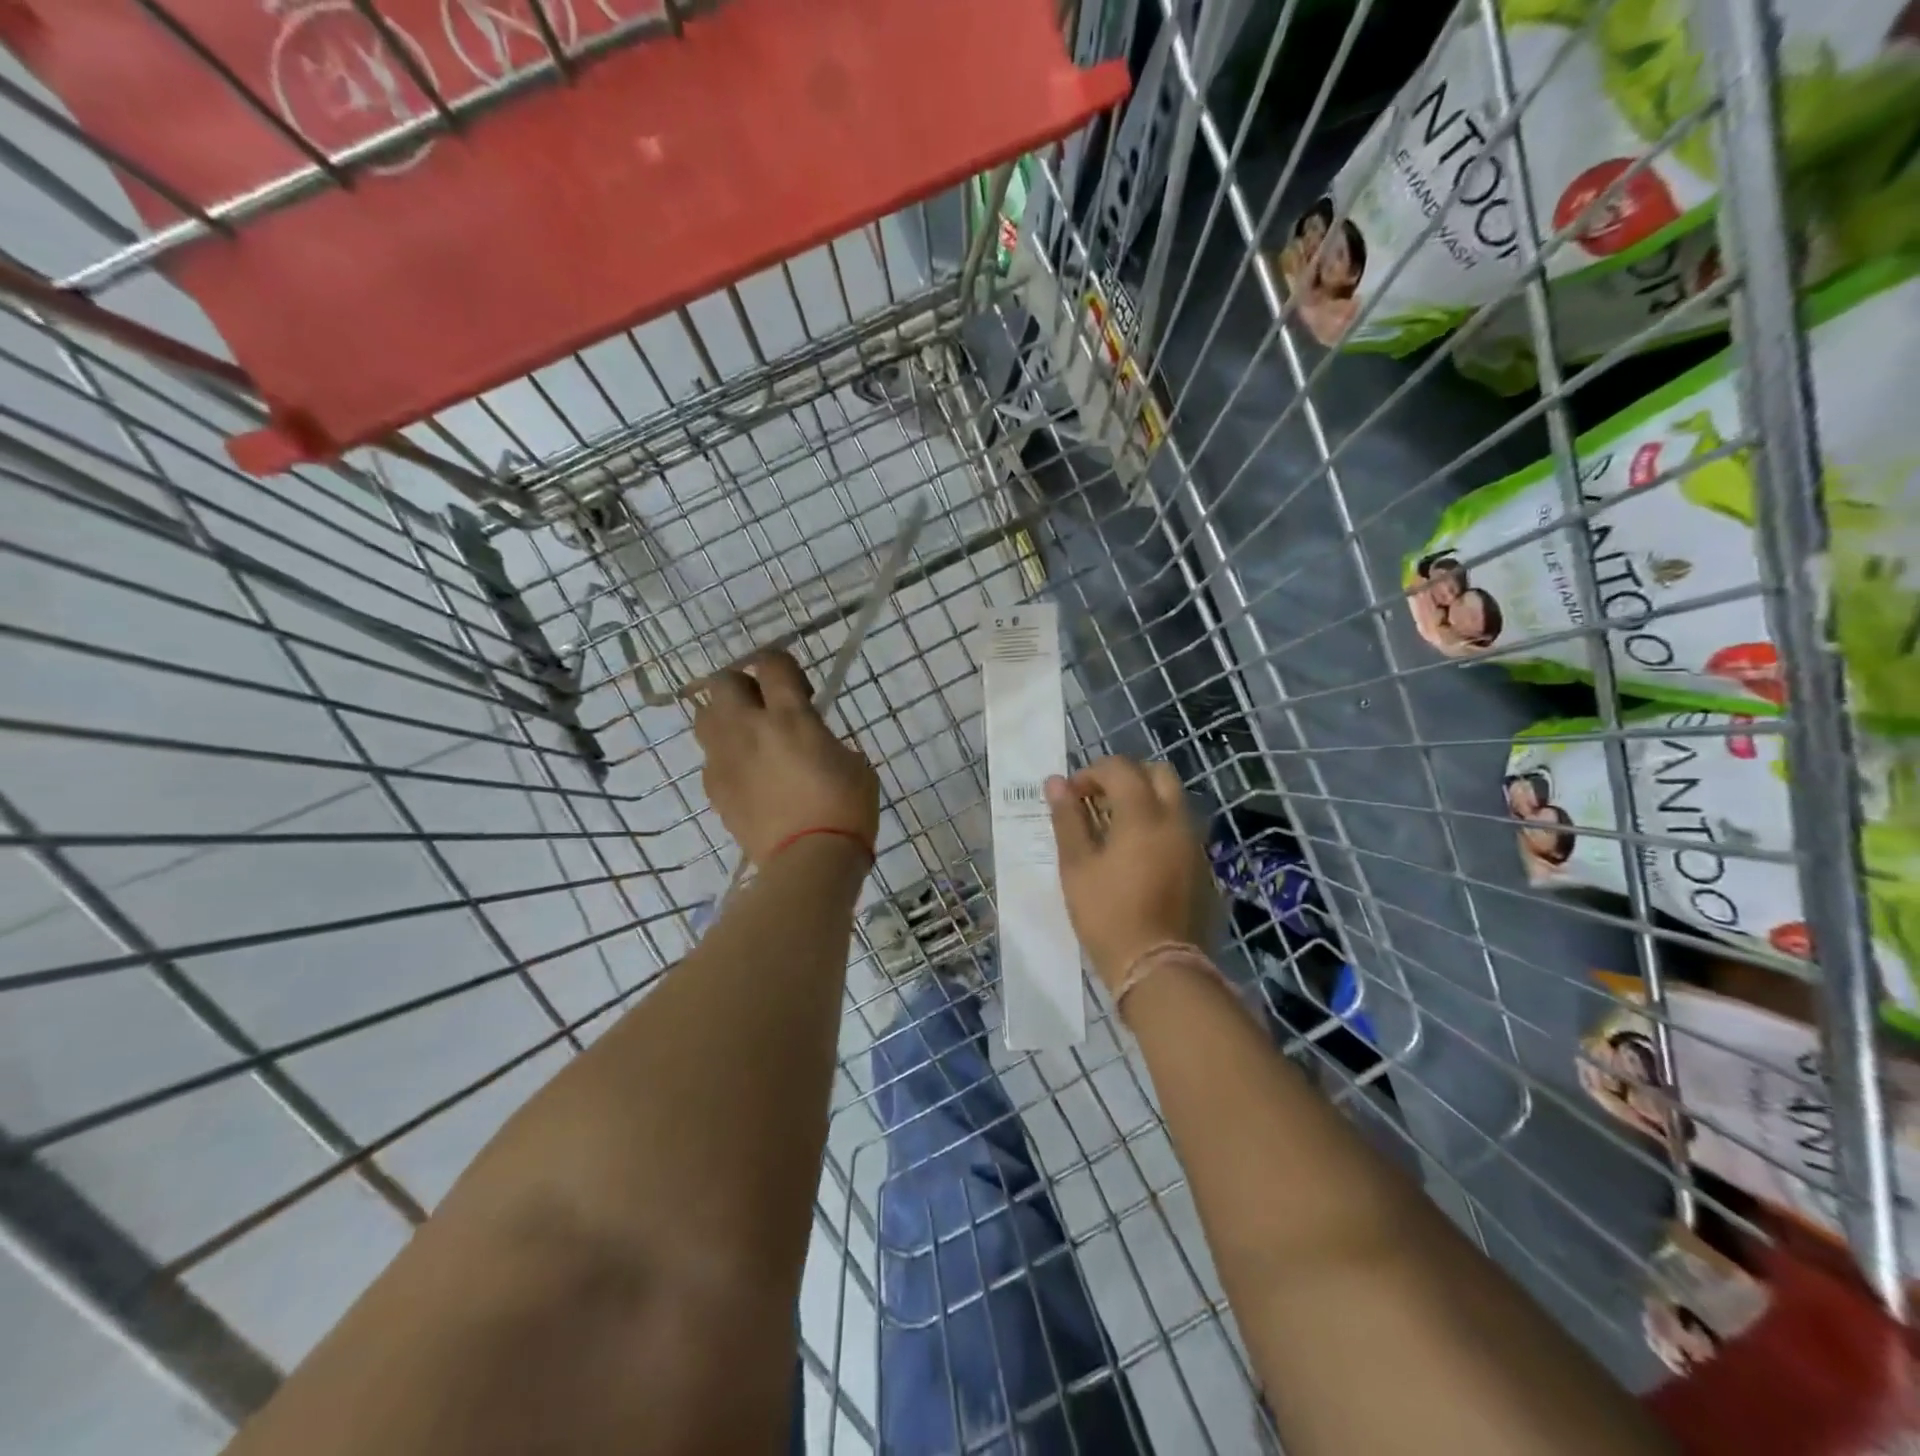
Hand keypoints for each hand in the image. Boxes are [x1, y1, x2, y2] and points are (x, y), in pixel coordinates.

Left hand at [694, 651, 879, 865]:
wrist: (810, 861)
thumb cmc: (846, 808)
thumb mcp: (852, 761)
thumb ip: (823, 738)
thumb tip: (809, 737)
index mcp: (790, 716)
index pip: (771, 663)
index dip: (782, 664)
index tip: (796, 685)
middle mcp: (748, 729)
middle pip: (722, 682)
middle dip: (742, 685)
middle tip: (765, 706)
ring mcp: (726, 759)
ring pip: (704, 716)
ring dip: (724, 717)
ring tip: (749, 737)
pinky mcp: (714, 789)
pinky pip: (711, 759)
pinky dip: (726, 758)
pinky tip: (748, 775)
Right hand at [1046, 757, 1218, 989]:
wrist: (1159, 968)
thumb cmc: (1108, 915)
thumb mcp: (1077, 866)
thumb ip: (1067, 819)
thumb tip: (1056, 782)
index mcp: (1144, 814)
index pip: (1120, 768)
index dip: (1091, 773)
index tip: (1071, 796)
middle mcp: (1176, 819)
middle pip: (1157, 773)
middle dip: (1126, 777)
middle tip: (1099, 801)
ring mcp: (1195, 843)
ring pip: (1174, 801)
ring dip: (1145, 800)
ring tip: (1115, 829)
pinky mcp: (1203, 867)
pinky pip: (1181, 829)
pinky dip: (1159, 825)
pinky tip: (1138, 855)